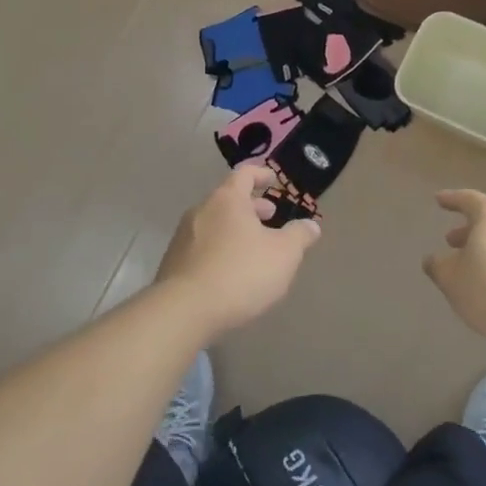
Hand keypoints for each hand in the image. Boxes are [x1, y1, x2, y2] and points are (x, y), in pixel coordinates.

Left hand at [154, 166, 320, 338]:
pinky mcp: (173, 263)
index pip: (244, 174)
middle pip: (228, 199)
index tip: (273, 180)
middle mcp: (201, 211)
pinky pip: (202, 246)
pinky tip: (231, 271)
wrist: (185, 310)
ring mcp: (183, 237)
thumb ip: (299, 236)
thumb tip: (311, 225)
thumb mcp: (284, 254)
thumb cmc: (241, 272)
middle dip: (251, 206)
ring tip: (254, 246)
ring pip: (215, 223)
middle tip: (270, 216)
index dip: (261, 174)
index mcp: (227, 200)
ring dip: (235, 229)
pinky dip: (220, 248)